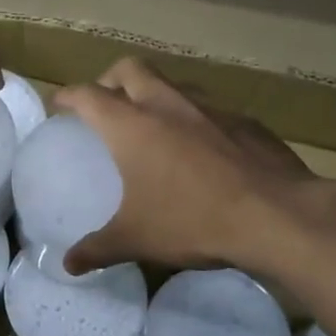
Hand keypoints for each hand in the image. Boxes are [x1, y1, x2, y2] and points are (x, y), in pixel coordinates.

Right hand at [53, 58, 316, 274]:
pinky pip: (209, 107)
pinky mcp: (245, 120)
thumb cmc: (193, 221)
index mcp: (132, 126)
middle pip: (130, 69)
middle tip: (106, 104)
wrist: (277, 215)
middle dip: (110, 80)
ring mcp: (210, 108)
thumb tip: (68, 265)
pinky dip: (194, 117)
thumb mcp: (136, 239)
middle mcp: (167, 105)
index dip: (68, 96)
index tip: (58, 104)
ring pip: (172, 83)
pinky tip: (202, 148)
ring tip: (153, 123)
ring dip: (155, 93)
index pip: (88, 95)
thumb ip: (97, 250)